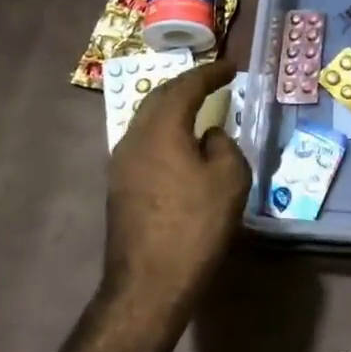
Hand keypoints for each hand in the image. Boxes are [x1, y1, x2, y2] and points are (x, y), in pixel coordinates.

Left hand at [103, 60, 249, 322]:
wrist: (148, 284)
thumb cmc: (195, 227)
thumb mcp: (229, 180)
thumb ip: (223, 146)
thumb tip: (208, 136)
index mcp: (162, 128)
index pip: (186, 87)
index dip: (210, 74)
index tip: (231, 67)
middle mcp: (134, 137)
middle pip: (160, 97)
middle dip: (187, 85)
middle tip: (212, 81)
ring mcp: (121, 162)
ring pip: (147, 119)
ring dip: (173, 107)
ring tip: (196, 106)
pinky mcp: (119, 185)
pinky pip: (144, 141)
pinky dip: (164, 130)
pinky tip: (179, 142)